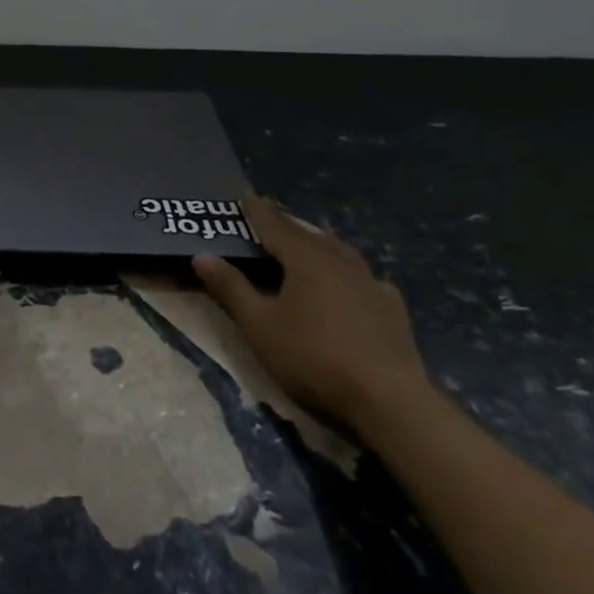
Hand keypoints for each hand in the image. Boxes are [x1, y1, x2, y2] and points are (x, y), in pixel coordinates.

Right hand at [192, 195, 428, 428]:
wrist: (387, 398)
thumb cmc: (313, 356)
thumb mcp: (259, 325)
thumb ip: (231, 288)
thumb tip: (202, 255)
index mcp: (305, 259)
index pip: (274, 226)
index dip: (257, 211)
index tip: (245, 196)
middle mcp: (339, 260)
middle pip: (308, 233)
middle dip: (287, 223)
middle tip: (272, 215)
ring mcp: (370, 282)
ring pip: (339, 251)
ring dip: (320, 242)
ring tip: (310, 240)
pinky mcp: (391, 307)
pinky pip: (365, 278)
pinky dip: (350, 273)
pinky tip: (353, 282)